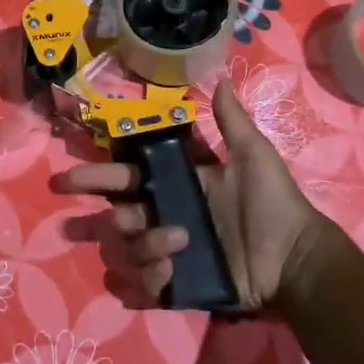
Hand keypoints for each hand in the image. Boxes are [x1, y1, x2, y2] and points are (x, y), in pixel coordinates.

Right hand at [60, 79, 336, 309]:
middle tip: (112, 217)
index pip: (125, 177)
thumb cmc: (274, 203)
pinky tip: (168, 273)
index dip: (97, 175)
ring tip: (175, 241)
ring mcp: (167, 253)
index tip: (68, 177)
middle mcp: (163, 217)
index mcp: (175, 185)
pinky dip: (146, 282)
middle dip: (98, 216)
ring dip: (141, 245)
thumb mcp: (253, 155)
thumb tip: (222, 77)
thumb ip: (231, 121)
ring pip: (125, 251)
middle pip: (115, 216)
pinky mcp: (176, 285)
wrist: (295, 258)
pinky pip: (142, 286)